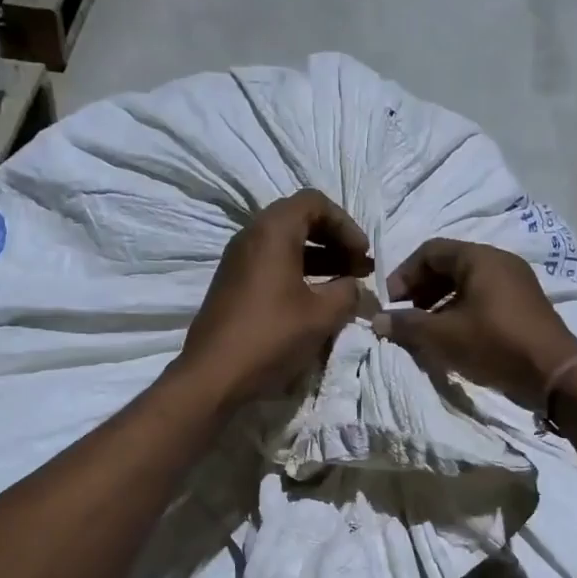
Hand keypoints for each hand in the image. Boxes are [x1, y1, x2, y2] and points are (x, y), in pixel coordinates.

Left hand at [176, 190, 373, 408]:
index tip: (363, 255)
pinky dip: (297, 273)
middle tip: (358, 268)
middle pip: (299, 220)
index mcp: (272, 231)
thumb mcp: (321, 315)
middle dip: (334, 240)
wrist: (213, 375)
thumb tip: (355, 287)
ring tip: (344, 285)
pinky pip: (270, 264)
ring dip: (318, 259)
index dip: (346, 224)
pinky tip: (314, 301)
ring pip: (284, 244)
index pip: (315, 202)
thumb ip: (347, 292)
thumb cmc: (270, 337)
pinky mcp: (231, 285)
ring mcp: (236, 261)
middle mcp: (250, 237)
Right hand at [377, 239, 576, 408]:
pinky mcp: (524, 306)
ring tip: (426, 330)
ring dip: (439, 303)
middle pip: (449, 265)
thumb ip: (407, 325)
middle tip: (406, 316)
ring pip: (466, 283)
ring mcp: (516, 283)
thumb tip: (377, 319)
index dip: (404, 274)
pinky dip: (461, 311)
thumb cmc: (494, 344)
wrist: (554, 374)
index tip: (391, 303)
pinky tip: (453, 338)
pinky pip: (484, 298)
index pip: (430, 251)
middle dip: (421, 289)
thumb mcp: (443, 336)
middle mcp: (500, 261)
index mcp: (480, 258)